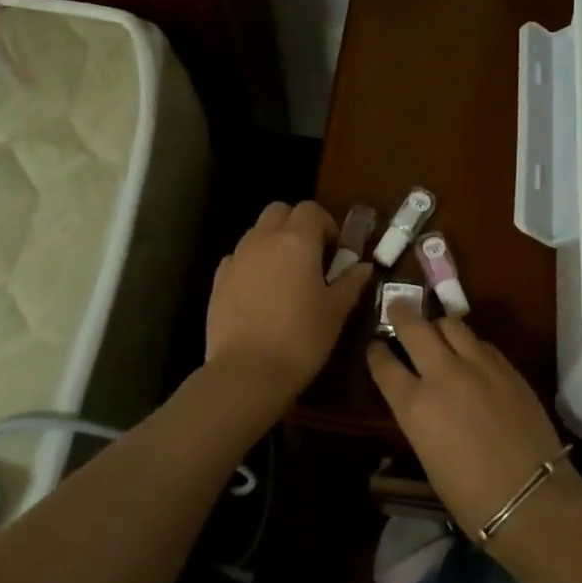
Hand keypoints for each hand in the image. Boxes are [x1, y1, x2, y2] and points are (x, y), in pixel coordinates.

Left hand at [204, 201, 373, 411]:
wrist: (247, 372)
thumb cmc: (301, 338)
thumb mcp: (336, 311)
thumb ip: (351, 282)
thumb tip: (364, 266)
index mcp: (297, 240)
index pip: (311, 210)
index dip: (326, 225)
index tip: (335, 252)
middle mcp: (263, 240)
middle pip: (279, 211)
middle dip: (296, 225)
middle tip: (311, 257)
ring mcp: (237, 258)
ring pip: (257, 233)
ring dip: (273, 243)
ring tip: (286, 277)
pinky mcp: (218, 280)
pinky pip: (239, 258)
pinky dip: (252, 264)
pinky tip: (261, 294)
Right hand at [366, 302, 571, 544]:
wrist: (531, 497)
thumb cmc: (470, 495)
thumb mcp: (427, 455)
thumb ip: (418, 415)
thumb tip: (417, 397)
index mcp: (414, 405)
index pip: (383, 363)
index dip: (375, 351)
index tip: (374, 345)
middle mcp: (442, 375)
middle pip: (414, 327)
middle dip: (401, 313)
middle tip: (397, 307)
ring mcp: (478, 366)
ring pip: (451, 324)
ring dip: (438, 324)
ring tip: (436, 329)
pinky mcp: (507, 366)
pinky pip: (481, 341)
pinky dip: (469, 342)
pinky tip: (470, 352)